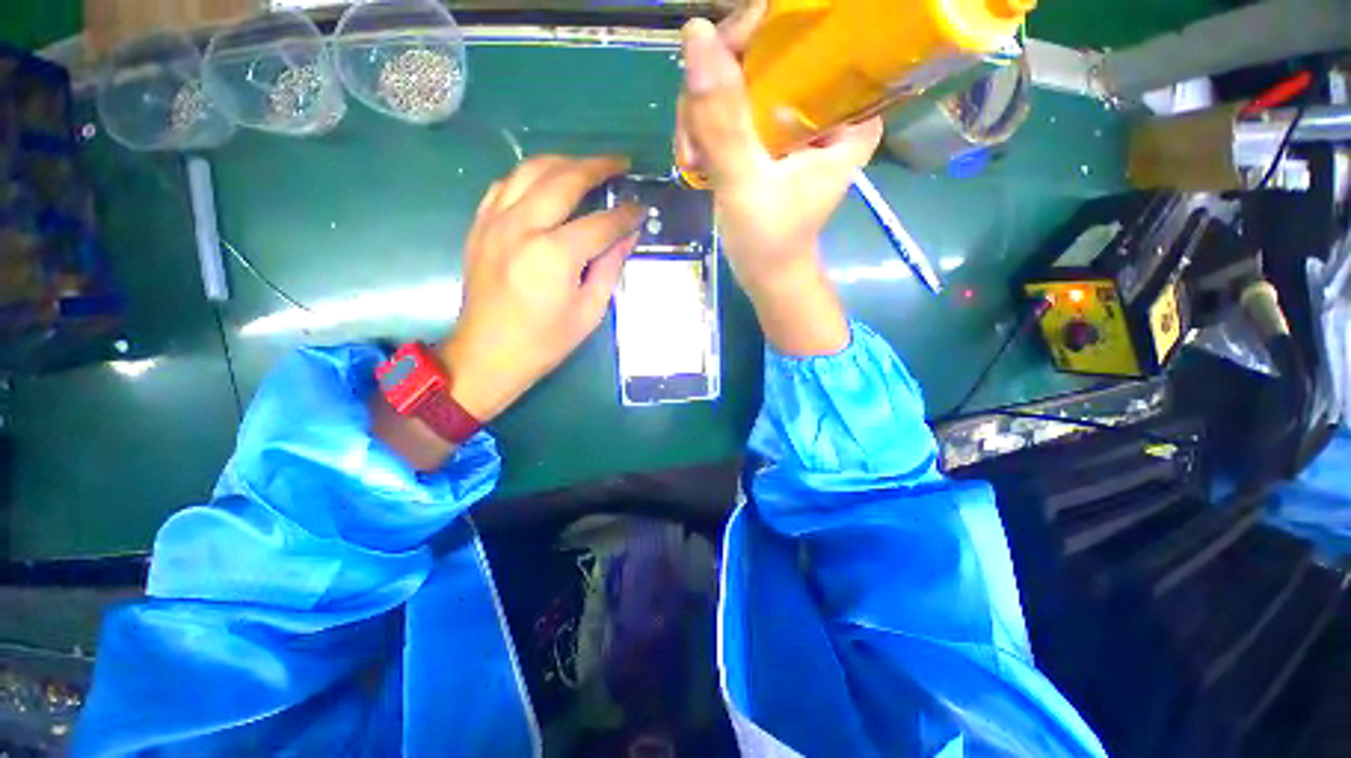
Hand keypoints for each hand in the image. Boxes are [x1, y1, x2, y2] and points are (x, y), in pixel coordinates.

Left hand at [438, 155, 640, 422]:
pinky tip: (545, 184)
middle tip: (620, 164)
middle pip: (563, 178)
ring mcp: (494, 222)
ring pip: (530, 170)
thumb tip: (630, 234)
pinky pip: (504, 184)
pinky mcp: (480, 226)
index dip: (625, 214)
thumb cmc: (545, 341)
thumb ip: (610, 266)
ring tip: (586, 167)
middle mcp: (522, 227)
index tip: (642, 207)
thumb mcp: (589, 310)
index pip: (600, 222)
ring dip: (563, 162)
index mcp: (554, 255)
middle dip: (597, 166)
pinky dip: (530, 177)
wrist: (488, 354)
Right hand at [675, 9, 881, 354]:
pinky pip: (733, 107)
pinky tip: (696, 159)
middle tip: (696, 137)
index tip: (718, 67)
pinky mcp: (770, 137)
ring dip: (704, 114)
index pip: (811, 32)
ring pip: (742, 79)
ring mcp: (794, 120)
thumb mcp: (746, 183)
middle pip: (766, 52)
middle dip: (718, 86)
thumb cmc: (769, 242)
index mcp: (847, 110)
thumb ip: (723, 120)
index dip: (756, 33)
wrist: (769, 276)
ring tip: (694, 158)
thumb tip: (696, 33)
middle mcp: (826, 105)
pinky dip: (706, 128)